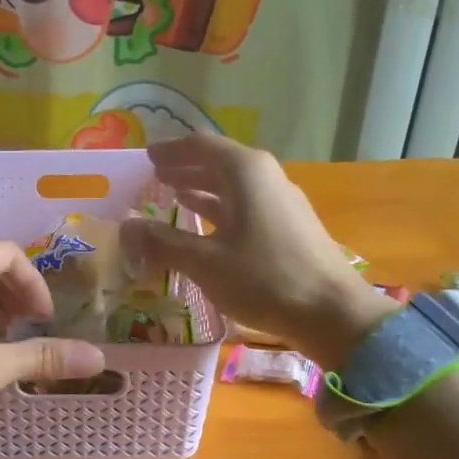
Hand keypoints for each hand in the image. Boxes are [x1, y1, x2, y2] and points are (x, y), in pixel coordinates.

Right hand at [121, 135, 395, 368]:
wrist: (331, 312)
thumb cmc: (264, 279)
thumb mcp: (205, 262)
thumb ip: (163, 243)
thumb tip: (126, 228)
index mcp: (245, 172)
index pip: (200, 146)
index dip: (170, 151)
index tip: (147, 155)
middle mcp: (265, 177)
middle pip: (218, 162)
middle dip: (185, 168)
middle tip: (155, 176)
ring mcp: (280, 202)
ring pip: (233, 186)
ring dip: (202, 189)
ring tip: (173, 196)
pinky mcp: (288, 227)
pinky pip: (245, 206)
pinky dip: (220, 210)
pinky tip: (206, 226)